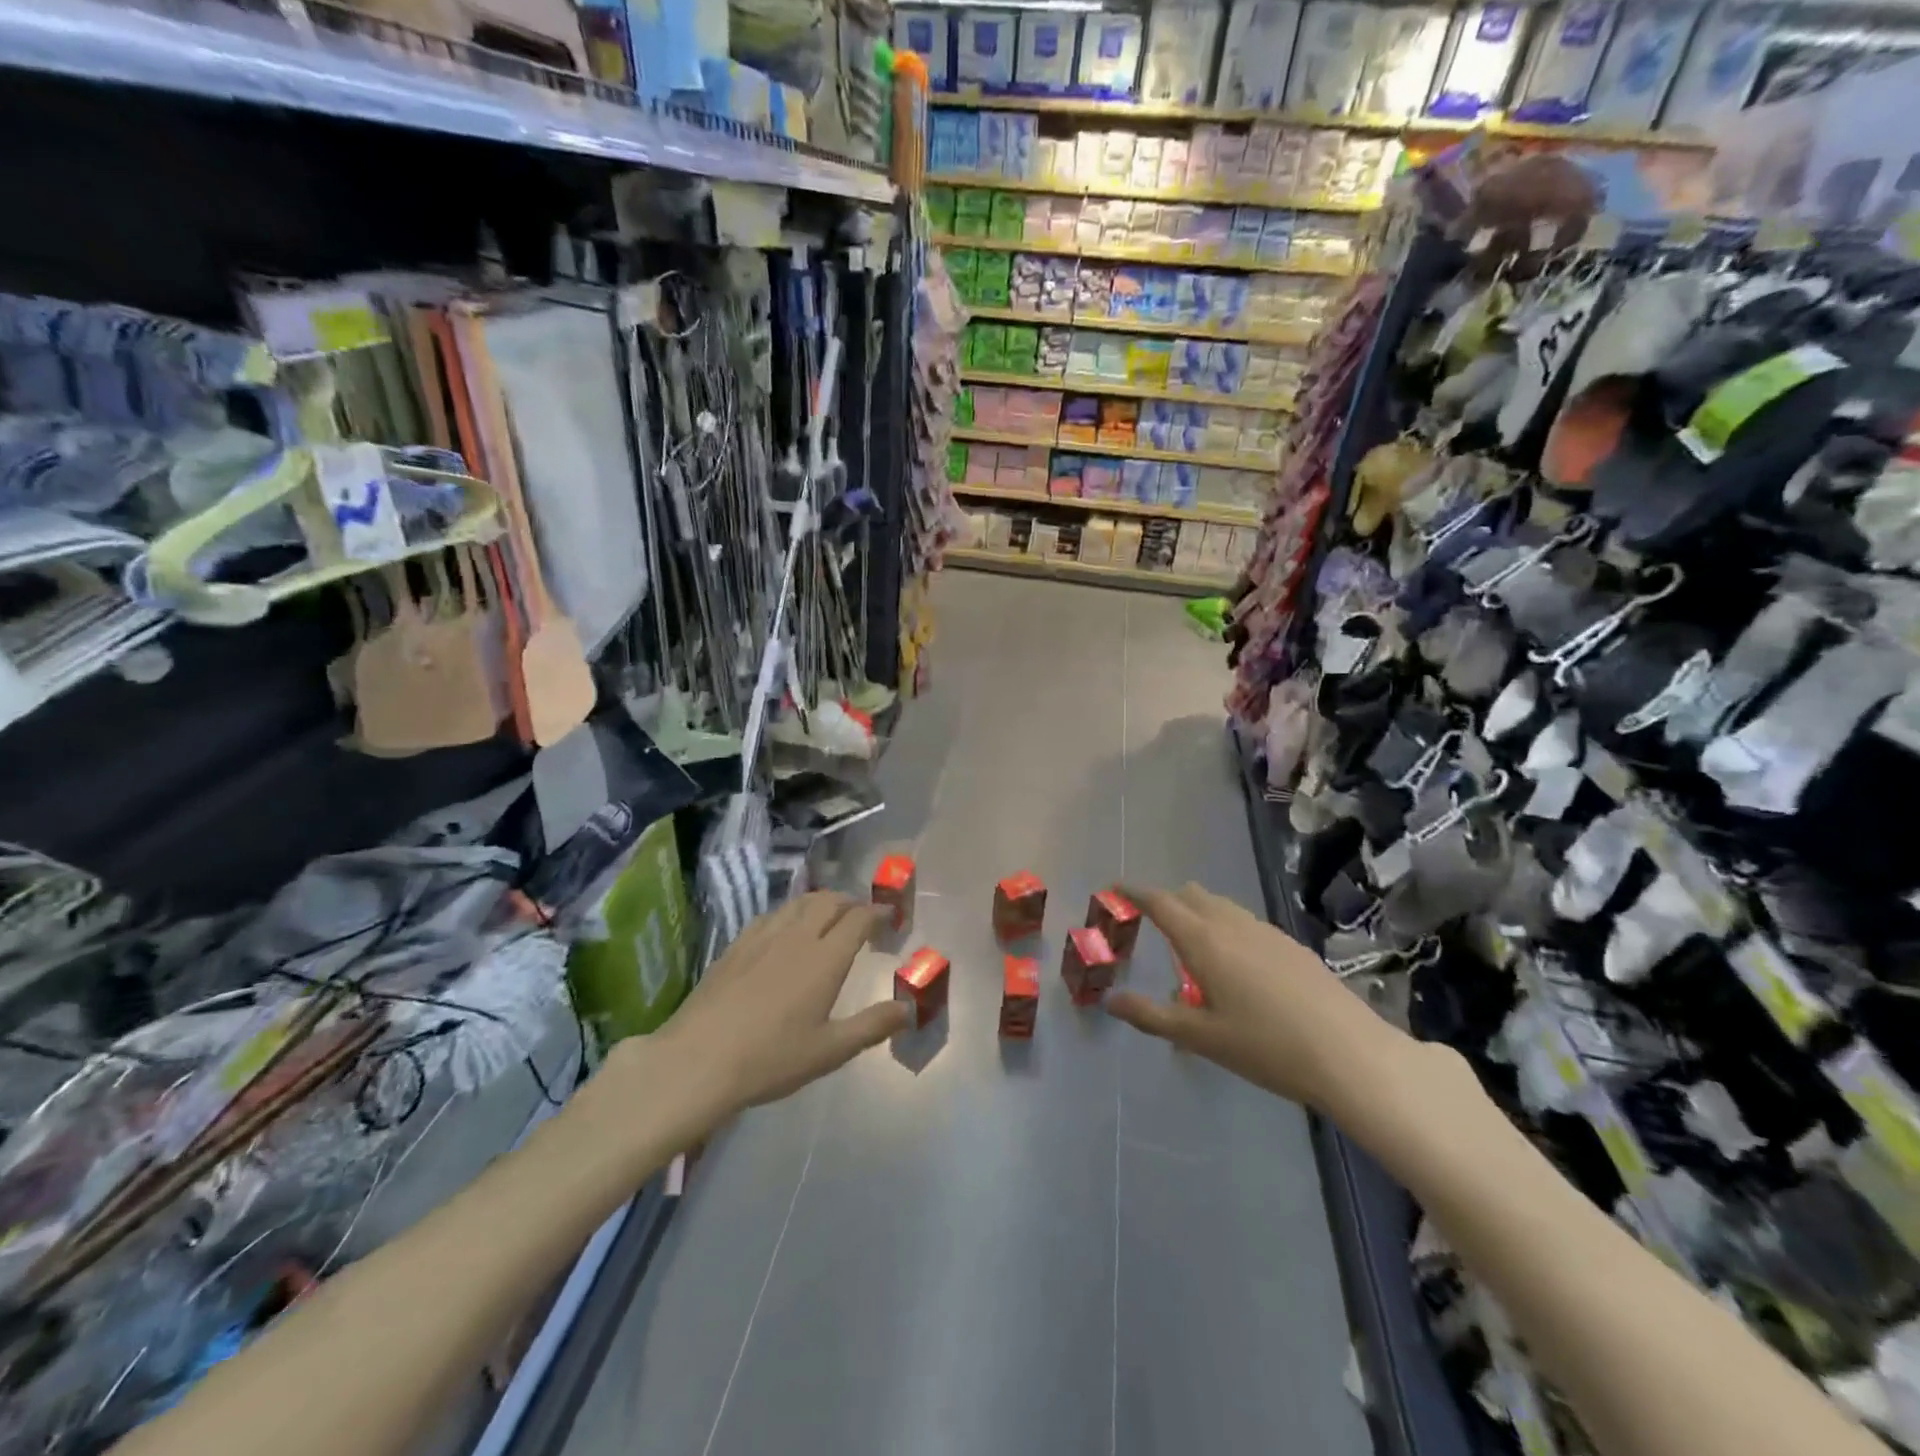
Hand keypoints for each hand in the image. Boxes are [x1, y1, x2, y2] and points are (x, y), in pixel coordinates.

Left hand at [653, 892, 907, 1119]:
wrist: (697, 1061)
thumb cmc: (770, 1059)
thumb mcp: (829, 1051)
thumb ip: (872, 1026)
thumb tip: (908, 1009)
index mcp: (826, 958)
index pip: (858, 919)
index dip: (878, 912)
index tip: (890, 915)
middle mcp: (797, 937)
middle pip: (829, 901)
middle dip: (851, 901)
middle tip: (862, 915)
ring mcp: (763, 937)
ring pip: (799, 903)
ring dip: (821, 902)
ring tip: (828, 915)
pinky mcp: (736, 945)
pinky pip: (771, 914)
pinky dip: (790, 912)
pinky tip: (786, 929)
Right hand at [1105, 882, 1407, 1110]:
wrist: (1351, 1055)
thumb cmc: (1266, 1046)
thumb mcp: (1200, 1037)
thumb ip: (1152, 1016)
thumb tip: (1111, 1000)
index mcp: (1204, 940)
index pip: (1161, 902)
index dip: (1135, 892)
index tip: (1116, 887)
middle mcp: (1232, 924)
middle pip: (1192, 896)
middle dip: (1168, 901)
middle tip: (1151, 922)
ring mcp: (1266, 932)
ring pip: (1222, 906)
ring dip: (1198, 913)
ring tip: (1191, 945)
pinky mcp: (1291, 945)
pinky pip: (1245, 922)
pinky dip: (1226, 927)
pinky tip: (1236, 964)